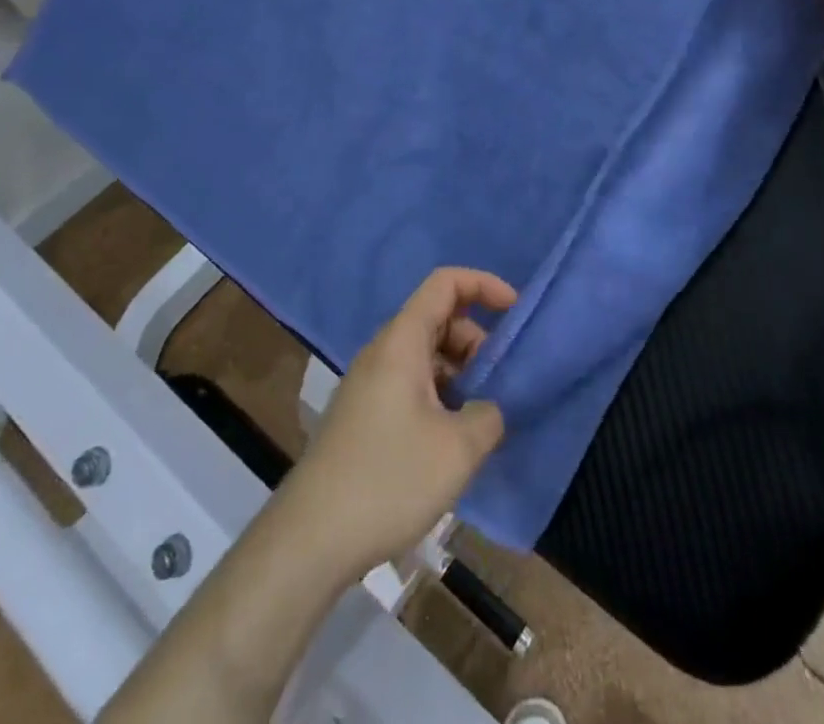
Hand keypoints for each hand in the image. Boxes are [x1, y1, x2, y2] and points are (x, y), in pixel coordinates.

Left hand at [279, 268, 515, 578]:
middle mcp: (383, 352)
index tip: (514, 312)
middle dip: (476, 340)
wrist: (309, 541)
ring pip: (426, 355)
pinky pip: (412, 384)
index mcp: (402, 341)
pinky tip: (452, 442)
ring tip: (481, 418)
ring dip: (460, 373)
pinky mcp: (364, 416)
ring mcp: (369, 385)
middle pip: (438, 318)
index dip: (484, 285)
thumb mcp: (458, 449)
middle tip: (499, 383)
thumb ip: (489, 415)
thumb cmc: (388, 480)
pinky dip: (440, 396)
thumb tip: (491, 408)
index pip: (445, 283)